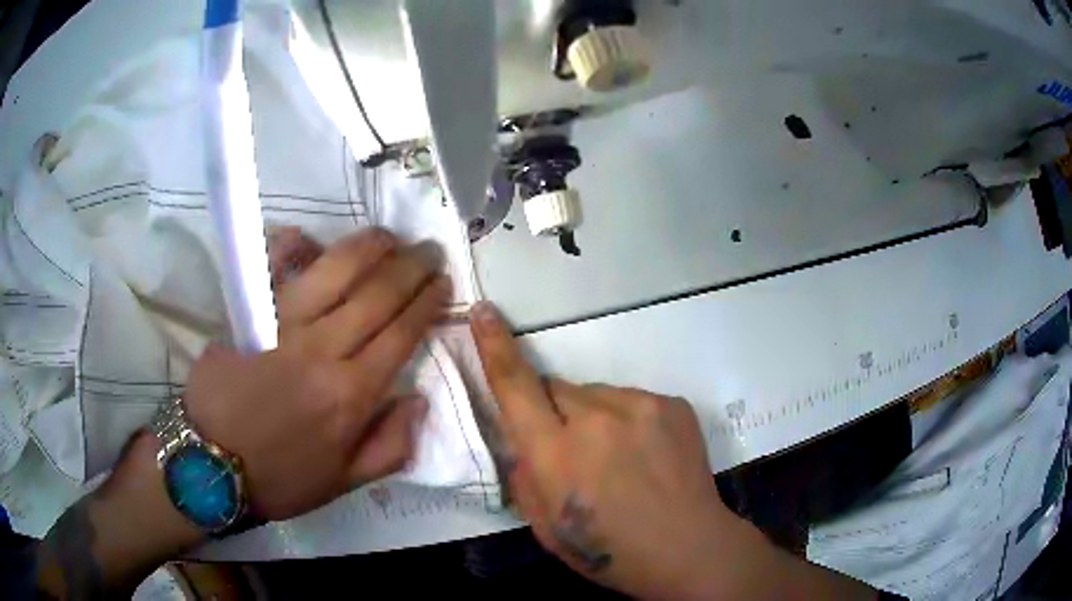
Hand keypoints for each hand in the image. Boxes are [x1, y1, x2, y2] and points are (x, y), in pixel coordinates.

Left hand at [184, 227, 450, 519]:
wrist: (211, 464)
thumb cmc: (280, 477)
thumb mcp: (345, 482)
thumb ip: (390, 447)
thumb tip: (419, 400)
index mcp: (351, 394)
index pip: (402, 332)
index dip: (427, 302)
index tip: (443, 282)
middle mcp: (323, 349)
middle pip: (378, 292)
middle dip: (411, 265)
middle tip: (428, 250)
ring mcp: (282, 324)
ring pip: (336, 268)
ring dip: (369, 245)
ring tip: (388, 236)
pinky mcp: (249, 314)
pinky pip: (273, 265)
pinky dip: (292, 244)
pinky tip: (308, 236)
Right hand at [469, 301, 746, 597]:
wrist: (689, 548)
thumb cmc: (610, 550)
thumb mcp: (545, 528)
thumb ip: (525, 476)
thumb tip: (523, 442)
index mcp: (558, 454)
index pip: (515, 386)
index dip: (494, 346)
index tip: (483, 312)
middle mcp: (597, 418)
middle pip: (556, 389)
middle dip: (553, 413)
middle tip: (573, 451)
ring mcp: (641, 405)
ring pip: (595, 395)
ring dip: (594, 418)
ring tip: (619, 459)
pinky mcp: (671, 403)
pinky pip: (631, 401)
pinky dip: (627, 421)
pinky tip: (646, 455)